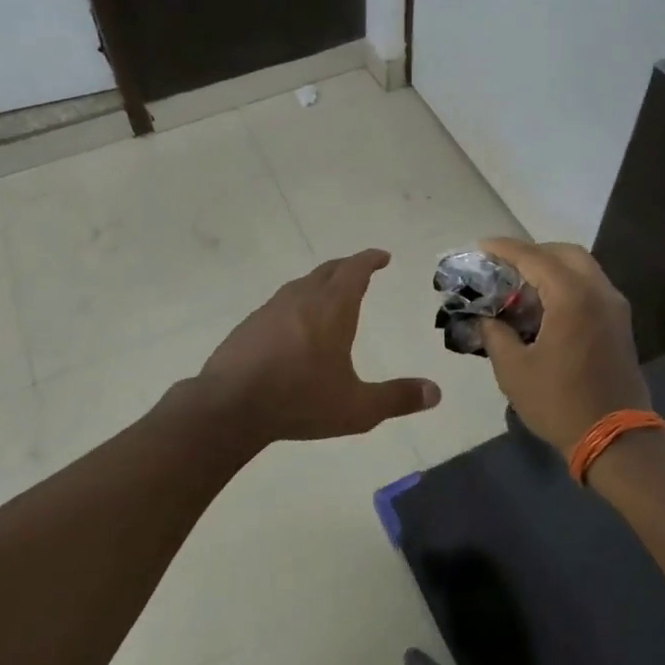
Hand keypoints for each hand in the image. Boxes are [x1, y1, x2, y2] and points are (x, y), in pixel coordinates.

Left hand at [196, 249, 440, 443]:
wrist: (229, 407)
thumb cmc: (299, 401)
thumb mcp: (357, 408)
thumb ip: (397, 398)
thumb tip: (435, 393)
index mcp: (332, 309)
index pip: (355, 271)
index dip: (370, 260)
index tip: (382, 256)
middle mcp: (302, 299)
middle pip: (328, 271)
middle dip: (348, 267)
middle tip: (362, 269)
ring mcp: (271, 309)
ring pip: (302, 284)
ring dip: (321, 283)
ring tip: (331, 294)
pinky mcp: (250, 325)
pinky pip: (282, 303)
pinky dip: (298, 303)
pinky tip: (295, 325)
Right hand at [477, 238, 649, 457]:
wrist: (616, 439)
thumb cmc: (560, 402)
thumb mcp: (514, 370)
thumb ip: (495, 335)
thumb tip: (484, 319)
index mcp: (572, 297)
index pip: (534, 257)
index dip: (504, 249)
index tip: (480, 247)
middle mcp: (598, 292)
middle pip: (564, 253)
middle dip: (532, 253)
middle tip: (503, 266)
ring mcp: (614, 307)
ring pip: (582, 268)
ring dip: (551, 268)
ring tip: (520, 285)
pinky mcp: (619, 324)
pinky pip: (591, 287)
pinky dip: (566, 284)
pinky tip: (544, 305)